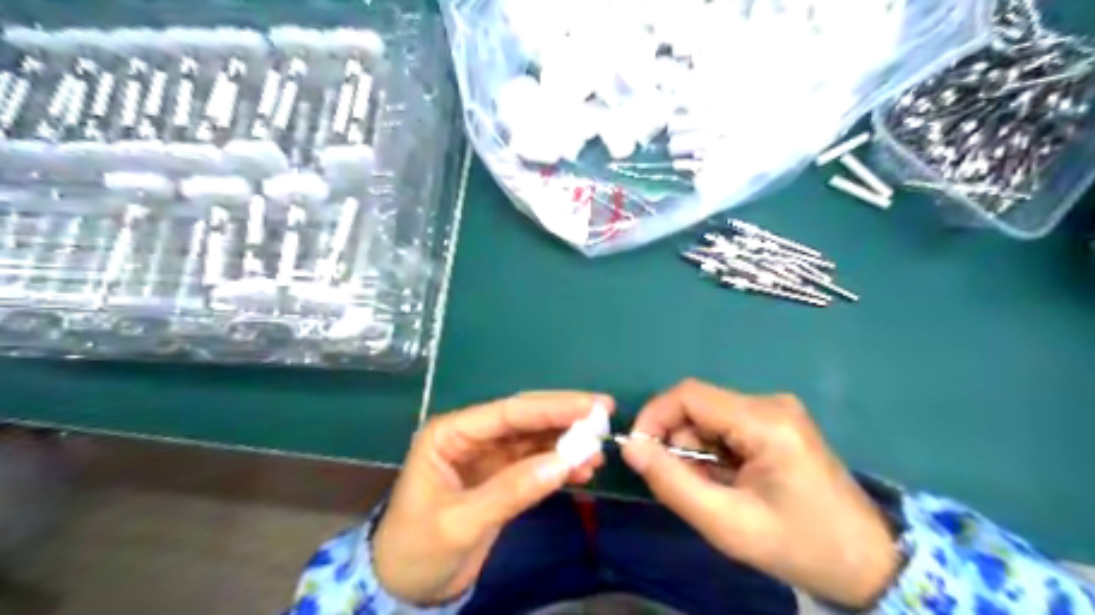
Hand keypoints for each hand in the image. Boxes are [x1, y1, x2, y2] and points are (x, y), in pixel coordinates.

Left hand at [372, 394, 612, 606]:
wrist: (406, 588)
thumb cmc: (418, 549)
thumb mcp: (461, 522)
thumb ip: (511, 490)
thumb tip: (564, 462)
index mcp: (450, 434)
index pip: (507, 413)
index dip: (551, 407)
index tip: (590, 406)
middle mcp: (471, 437)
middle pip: (524, 419)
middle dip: (564, 417)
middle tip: (605, 415)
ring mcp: (488, 456)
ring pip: (534, 439)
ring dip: (566, 443)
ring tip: (599, 452)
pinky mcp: (501, 477)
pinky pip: (535, 463)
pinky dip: (559, 465)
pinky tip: (582, 470)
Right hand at [620, 377, 901, 606]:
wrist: (865, 562)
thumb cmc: (798, 545)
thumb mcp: (727, 524)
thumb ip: (672, 483)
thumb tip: (630, 447)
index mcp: (765, 421)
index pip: (689, 395)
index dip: (654, 417)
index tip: (638, 452)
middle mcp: (771, 404)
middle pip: (699, 407)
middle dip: (679, 443)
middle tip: (686, 486)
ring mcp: (777, 411)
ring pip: (709, 418)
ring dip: (697, 451)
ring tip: (715, 491)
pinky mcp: (778, 423)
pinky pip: (726, 426)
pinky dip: (714, 453)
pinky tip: (731, 482)